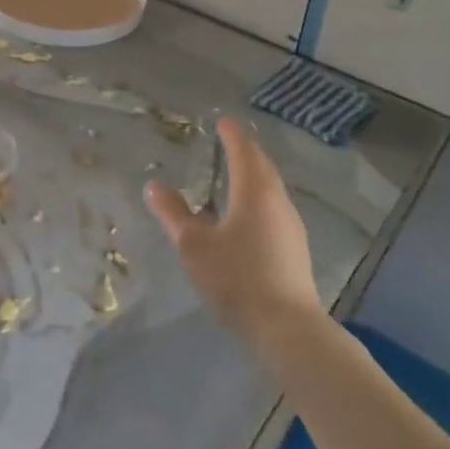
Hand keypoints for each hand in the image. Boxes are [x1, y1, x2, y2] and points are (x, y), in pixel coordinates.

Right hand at [144, 117, 322, 347]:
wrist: (287, 327)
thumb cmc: (236, 277)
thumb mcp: (193, 245)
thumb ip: (173, 213)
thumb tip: (154, 186)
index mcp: (254, 191)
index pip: (243, 150)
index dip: (231, 134)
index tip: (222, 121)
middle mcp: (277, 200)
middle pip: (262, 166)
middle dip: (245, 151)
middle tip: (228, 142)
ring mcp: (291, 225)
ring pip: (271, 188)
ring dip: (253, 175)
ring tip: (234, 175)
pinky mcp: (295, 248)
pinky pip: (274, 208)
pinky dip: (259, 198)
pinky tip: (246, 216)